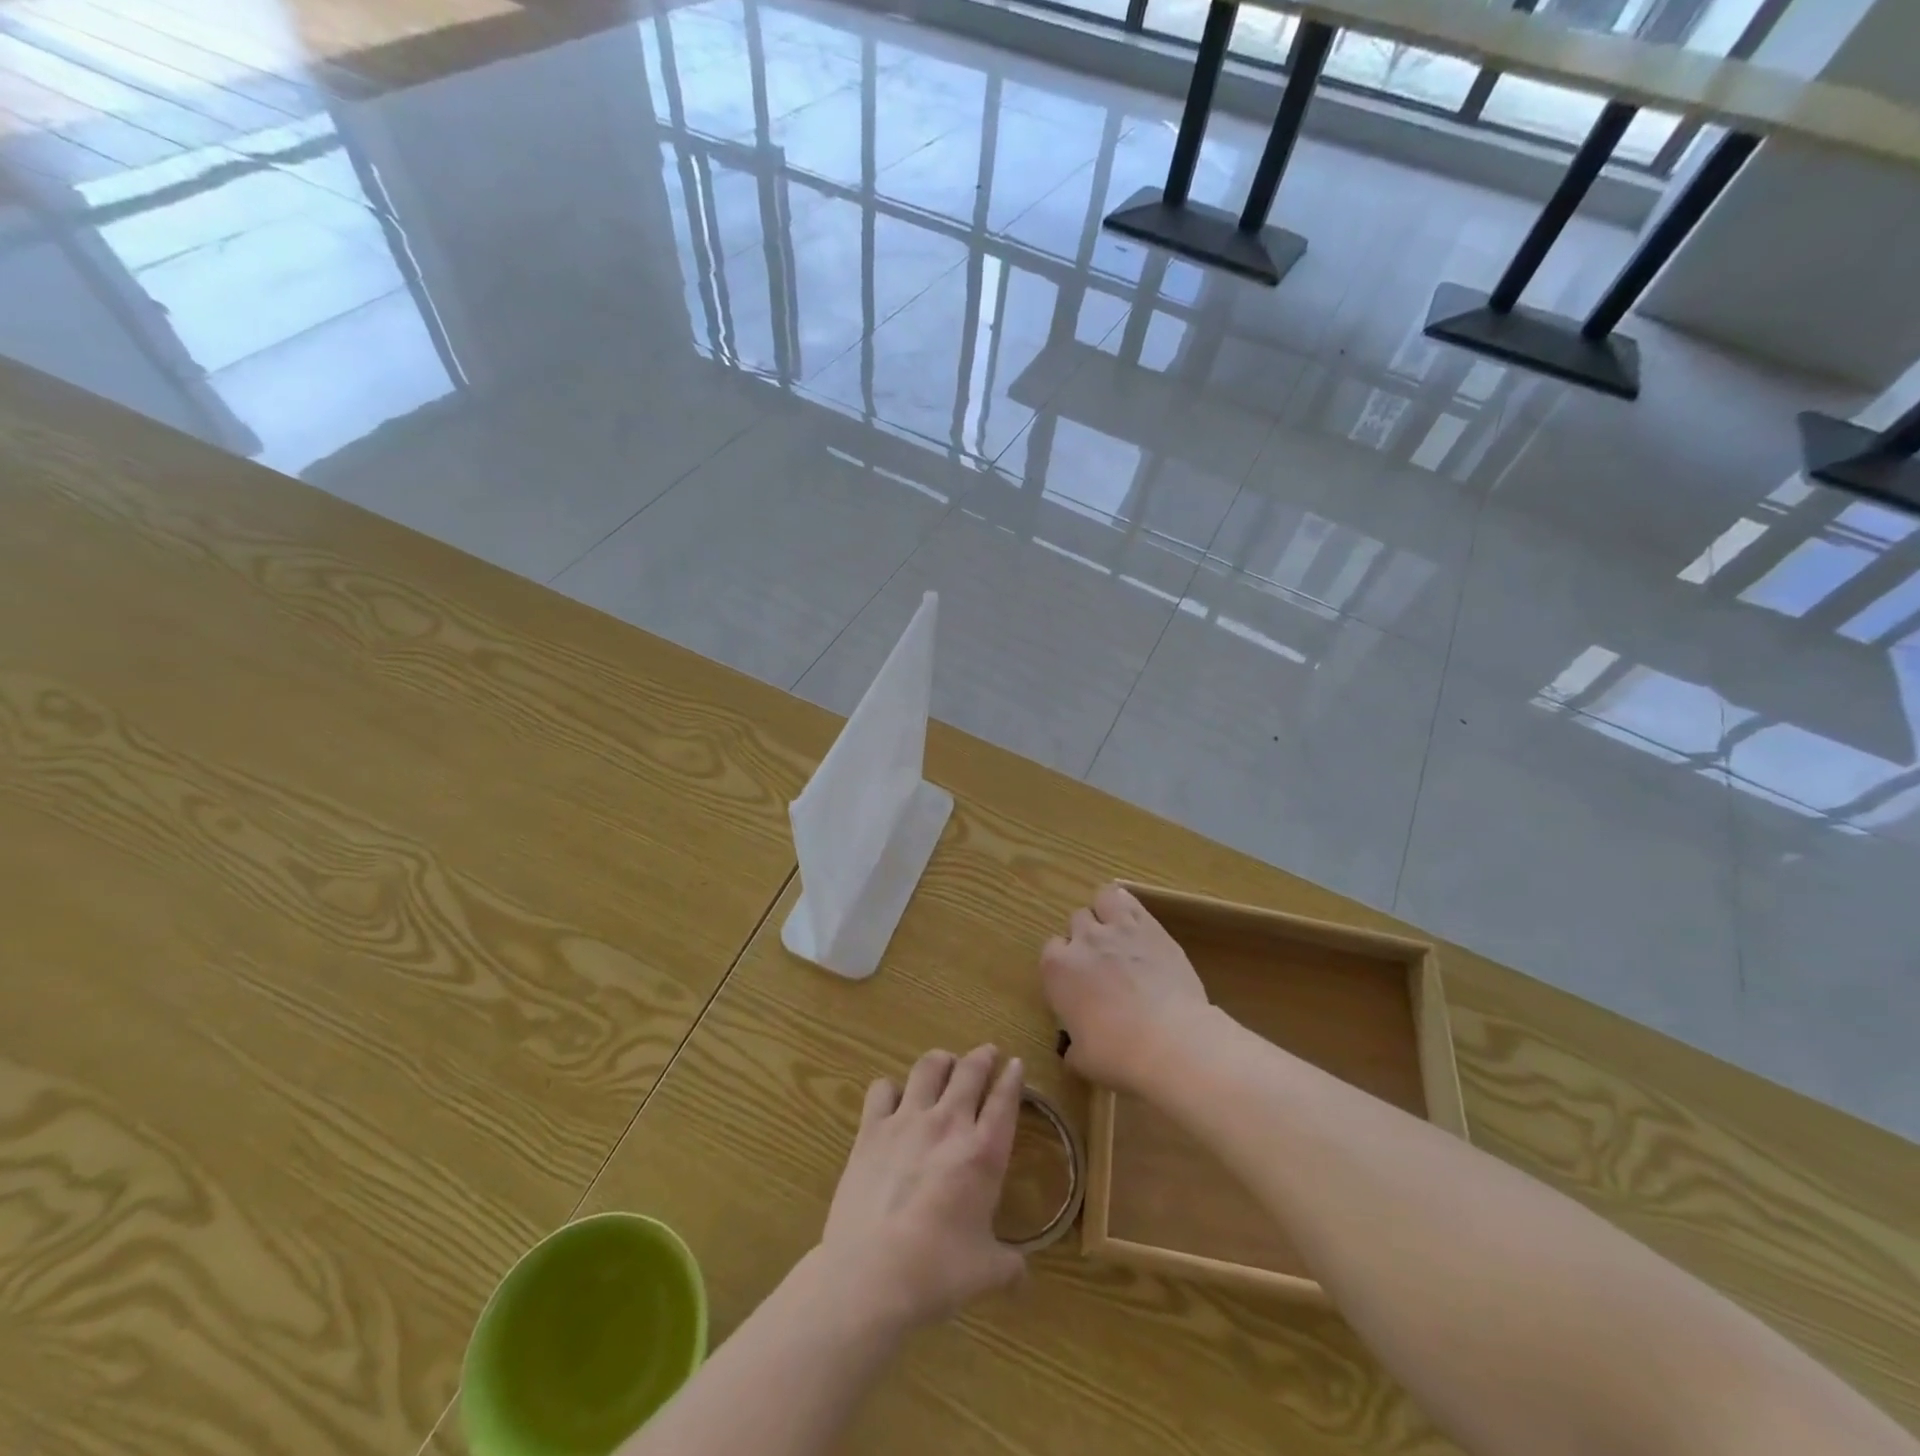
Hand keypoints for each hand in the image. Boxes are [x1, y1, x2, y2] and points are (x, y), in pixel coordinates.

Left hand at [818, 1046, 1025, 1335]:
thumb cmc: (936, 1272)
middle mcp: (948, 1124)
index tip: (1016, 1064)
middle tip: (987, 1054)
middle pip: (970, 1070)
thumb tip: (1024, 1276)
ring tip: (945, 1064)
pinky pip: (882, 1089)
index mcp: (983, 1152)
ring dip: (941, 1060)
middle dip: (982, 1057)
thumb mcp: (986, 1273)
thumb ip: (1009, 1267)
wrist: (871, 1274)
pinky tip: (894, 1100)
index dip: (1013, 1078)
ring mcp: (907, 1121)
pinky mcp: (871, 1128)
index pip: (1005, 1100)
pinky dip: (891, 1088)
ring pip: (929, 1066)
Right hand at [1040, 882, 1212, 1092]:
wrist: (1171, 1042)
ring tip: (1118, 933)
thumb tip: (1073, 1048)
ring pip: (1102, 898)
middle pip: (1077, 921)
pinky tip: (1138, 923)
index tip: (1077, 984)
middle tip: (1102, 962)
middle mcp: (1083, 940)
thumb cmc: (1119, 1055)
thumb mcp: (1083, 1059)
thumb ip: (1073, 1045)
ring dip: (1106, 912)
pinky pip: (1132, 902)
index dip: (1065, 965)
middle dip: (1086, 937)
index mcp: (1057, 970)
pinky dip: (1130, 908)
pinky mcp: (1152, 927)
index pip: (1051, 951)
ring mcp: (1118, 929)